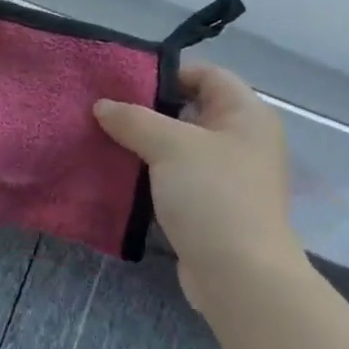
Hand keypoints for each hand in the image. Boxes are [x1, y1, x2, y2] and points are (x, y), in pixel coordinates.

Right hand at [92, 61, 302, 316]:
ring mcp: (227, 176)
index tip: (122, 81)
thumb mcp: (170, 146)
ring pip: (179, 146)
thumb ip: (134, 119)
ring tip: (102, 137)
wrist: (239, 276)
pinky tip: (117, 172)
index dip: (166, 72)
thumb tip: (103, 105)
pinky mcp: (211, 207)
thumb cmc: (212, 196)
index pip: (206, 74)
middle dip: (147, 109)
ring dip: (145, 143)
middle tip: (104, 109)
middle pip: (190, 109)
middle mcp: (241, 140)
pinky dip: (150, 173)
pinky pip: (176, 178)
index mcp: (246, 114)